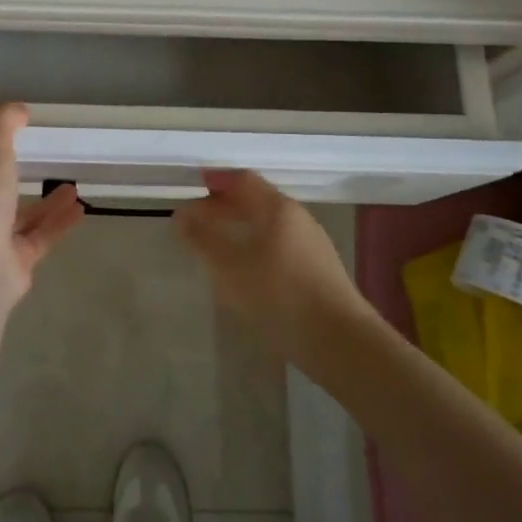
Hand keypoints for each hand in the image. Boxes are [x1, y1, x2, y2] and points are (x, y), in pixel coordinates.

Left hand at [0, 103, 83, 302]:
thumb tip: (18, 109)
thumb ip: (3, 122)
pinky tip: (79, 209)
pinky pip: (37, 239)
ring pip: (16, 219)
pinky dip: (57, 224)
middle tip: (36, 165)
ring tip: (70, 186)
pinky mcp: (9, 265)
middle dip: (11, 182)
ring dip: (44, 204)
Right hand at [173, 170, 366, 359]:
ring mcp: (312, 244)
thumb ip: (203, 240)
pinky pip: (279, 245)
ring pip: (269, 224)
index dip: (218, 180)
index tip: (195, 183)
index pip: (243, 181)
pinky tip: (245, 269)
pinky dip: (255, 245)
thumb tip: (181, 216)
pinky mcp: (318, 270)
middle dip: (225, 206)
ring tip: (215, 244)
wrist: (340, 341)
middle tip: (196, 217)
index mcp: (278, 209)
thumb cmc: (280, 295)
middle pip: (257, 201)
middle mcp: (298, 219)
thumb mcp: (231, 268)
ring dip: (240, 227)